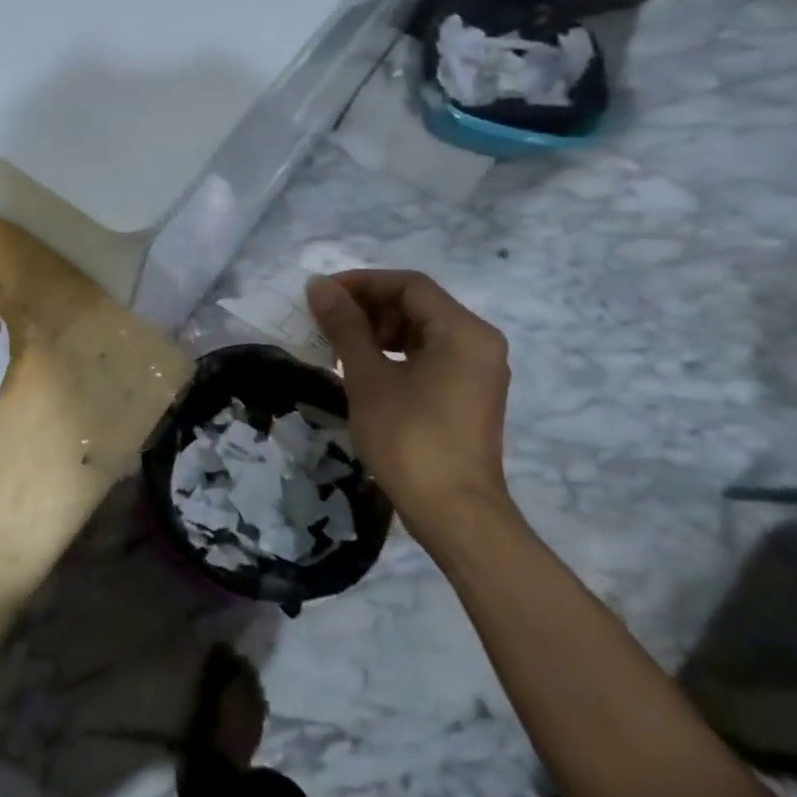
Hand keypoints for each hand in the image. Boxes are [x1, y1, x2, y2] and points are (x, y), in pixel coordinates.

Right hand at [305, 271, 512, 547]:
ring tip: (337, 345)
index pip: (408, 285)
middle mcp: (478, 343)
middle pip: (417, 305)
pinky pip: (429, 357)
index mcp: (463, 331)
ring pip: (421, 331)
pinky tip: (362, 369)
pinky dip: (394, 354)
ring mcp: (476, 371)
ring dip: (377, 330)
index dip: (361, 282)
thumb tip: (318, 286)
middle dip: (367, 306)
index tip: (321, 295)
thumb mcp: (368, 377)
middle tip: (325, 321)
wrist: (453, 514)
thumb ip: (344, 325)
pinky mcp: (467, 396)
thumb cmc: (409, 438)